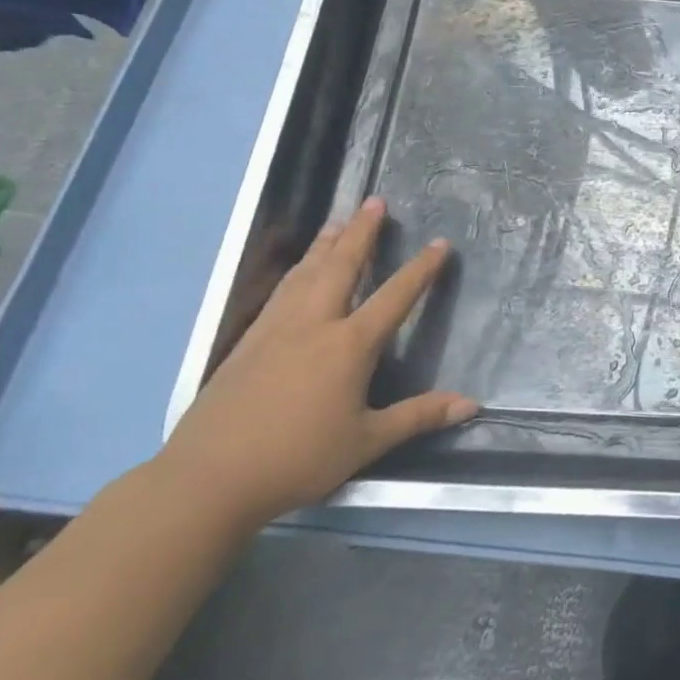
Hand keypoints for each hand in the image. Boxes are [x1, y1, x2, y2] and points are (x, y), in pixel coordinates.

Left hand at [158, 198, 477, 529]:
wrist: (208, 478)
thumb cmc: (297, 458)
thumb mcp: (367, 441)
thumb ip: (419, 416)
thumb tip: (471, 404)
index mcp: (349, 345)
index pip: (395, 296)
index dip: (421, 269)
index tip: (440, 243)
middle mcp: (314, 324)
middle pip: (341, 266)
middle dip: (361, 232)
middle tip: (374, 202)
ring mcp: (276, 329)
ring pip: (306, 272)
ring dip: (327, 243)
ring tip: (339, 220)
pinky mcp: (248, 341)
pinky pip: (281, 291)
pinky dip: (298, 269)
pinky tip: (298, 270)